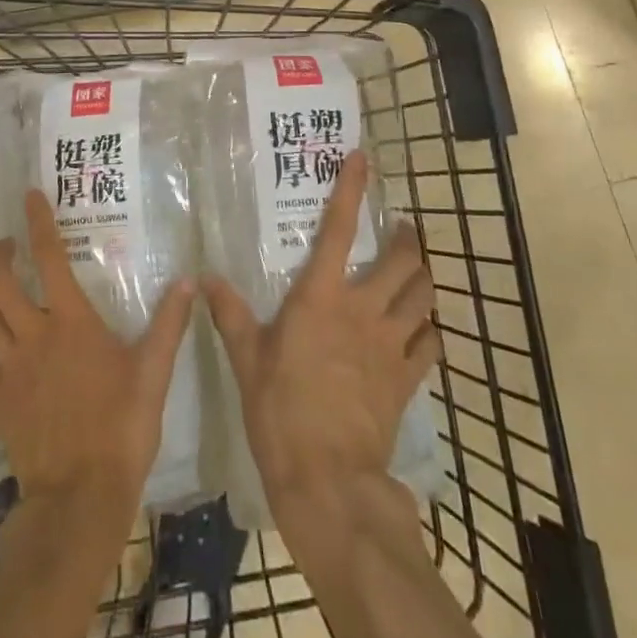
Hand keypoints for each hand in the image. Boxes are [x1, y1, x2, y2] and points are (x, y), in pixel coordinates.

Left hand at [0, 191, 196, 508]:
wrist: (80, 495)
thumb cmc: (122, 427)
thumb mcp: (154, 371)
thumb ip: (170, 323)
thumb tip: (189, 281)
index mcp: (71, 321)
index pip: (48, 256)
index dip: (37, 221)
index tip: (29, 196)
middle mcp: (32, 334)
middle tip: (8, 247)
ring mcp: (8, 367)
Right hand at [205, 150, 439, 517]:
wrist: (327, 478)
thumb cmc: (279, 410)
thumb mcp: (246, 359)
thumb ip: (230, 314)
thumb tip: (206, 278)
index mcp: (321, 297)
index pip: (338, 229)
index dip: (351, 189)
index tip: (362, 159)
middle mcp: (363, 310)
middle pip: (403, 261)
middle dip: (408, 239)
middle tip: (403, 231)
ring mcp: (391, 344)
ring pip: (424, 297)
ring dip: (424, 279)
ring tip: (418, 272)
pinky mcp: (406, 379)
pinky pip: (431, 344)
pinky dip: (430, 330)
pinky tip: (424, 330)